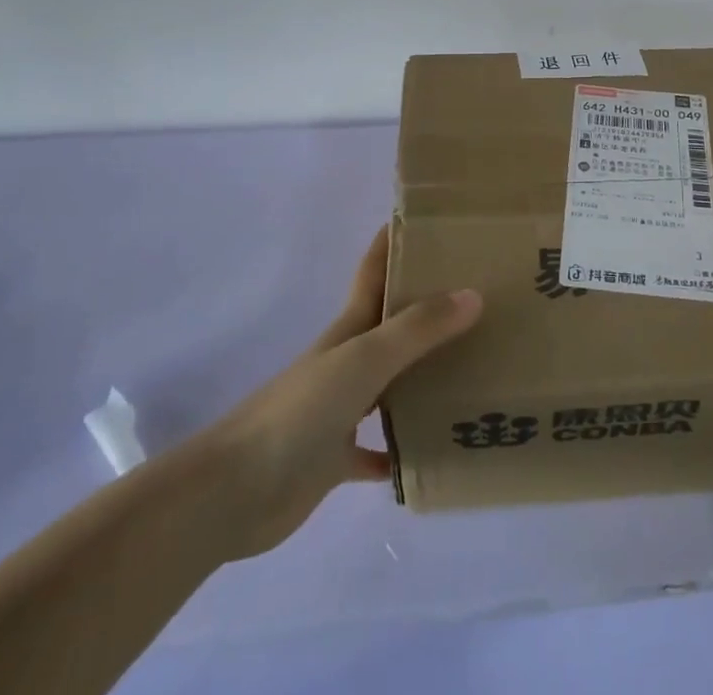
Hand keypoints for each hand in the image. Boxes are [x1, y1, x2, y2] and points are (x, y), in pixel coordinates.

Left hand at [175, 227, 480, 560]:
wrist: (232, 492)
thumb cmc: (299, 411)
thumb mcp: (364, 359)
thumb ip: (418, 328)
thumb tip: (473, 294)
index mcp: (350, 329)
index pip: (375, 270)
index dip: (394, 240)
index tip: (431, 220)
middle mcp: (347, 361)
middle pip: (391, 323)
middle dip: (427, 305)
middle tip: (479, 294)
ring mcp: (339, 409)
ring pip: (391, 383)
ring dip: (424, 374)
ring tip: (474, 368)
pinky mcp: (334, 458)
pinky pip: (378, 449)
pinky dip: (402, 447)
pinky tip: (434, 450)